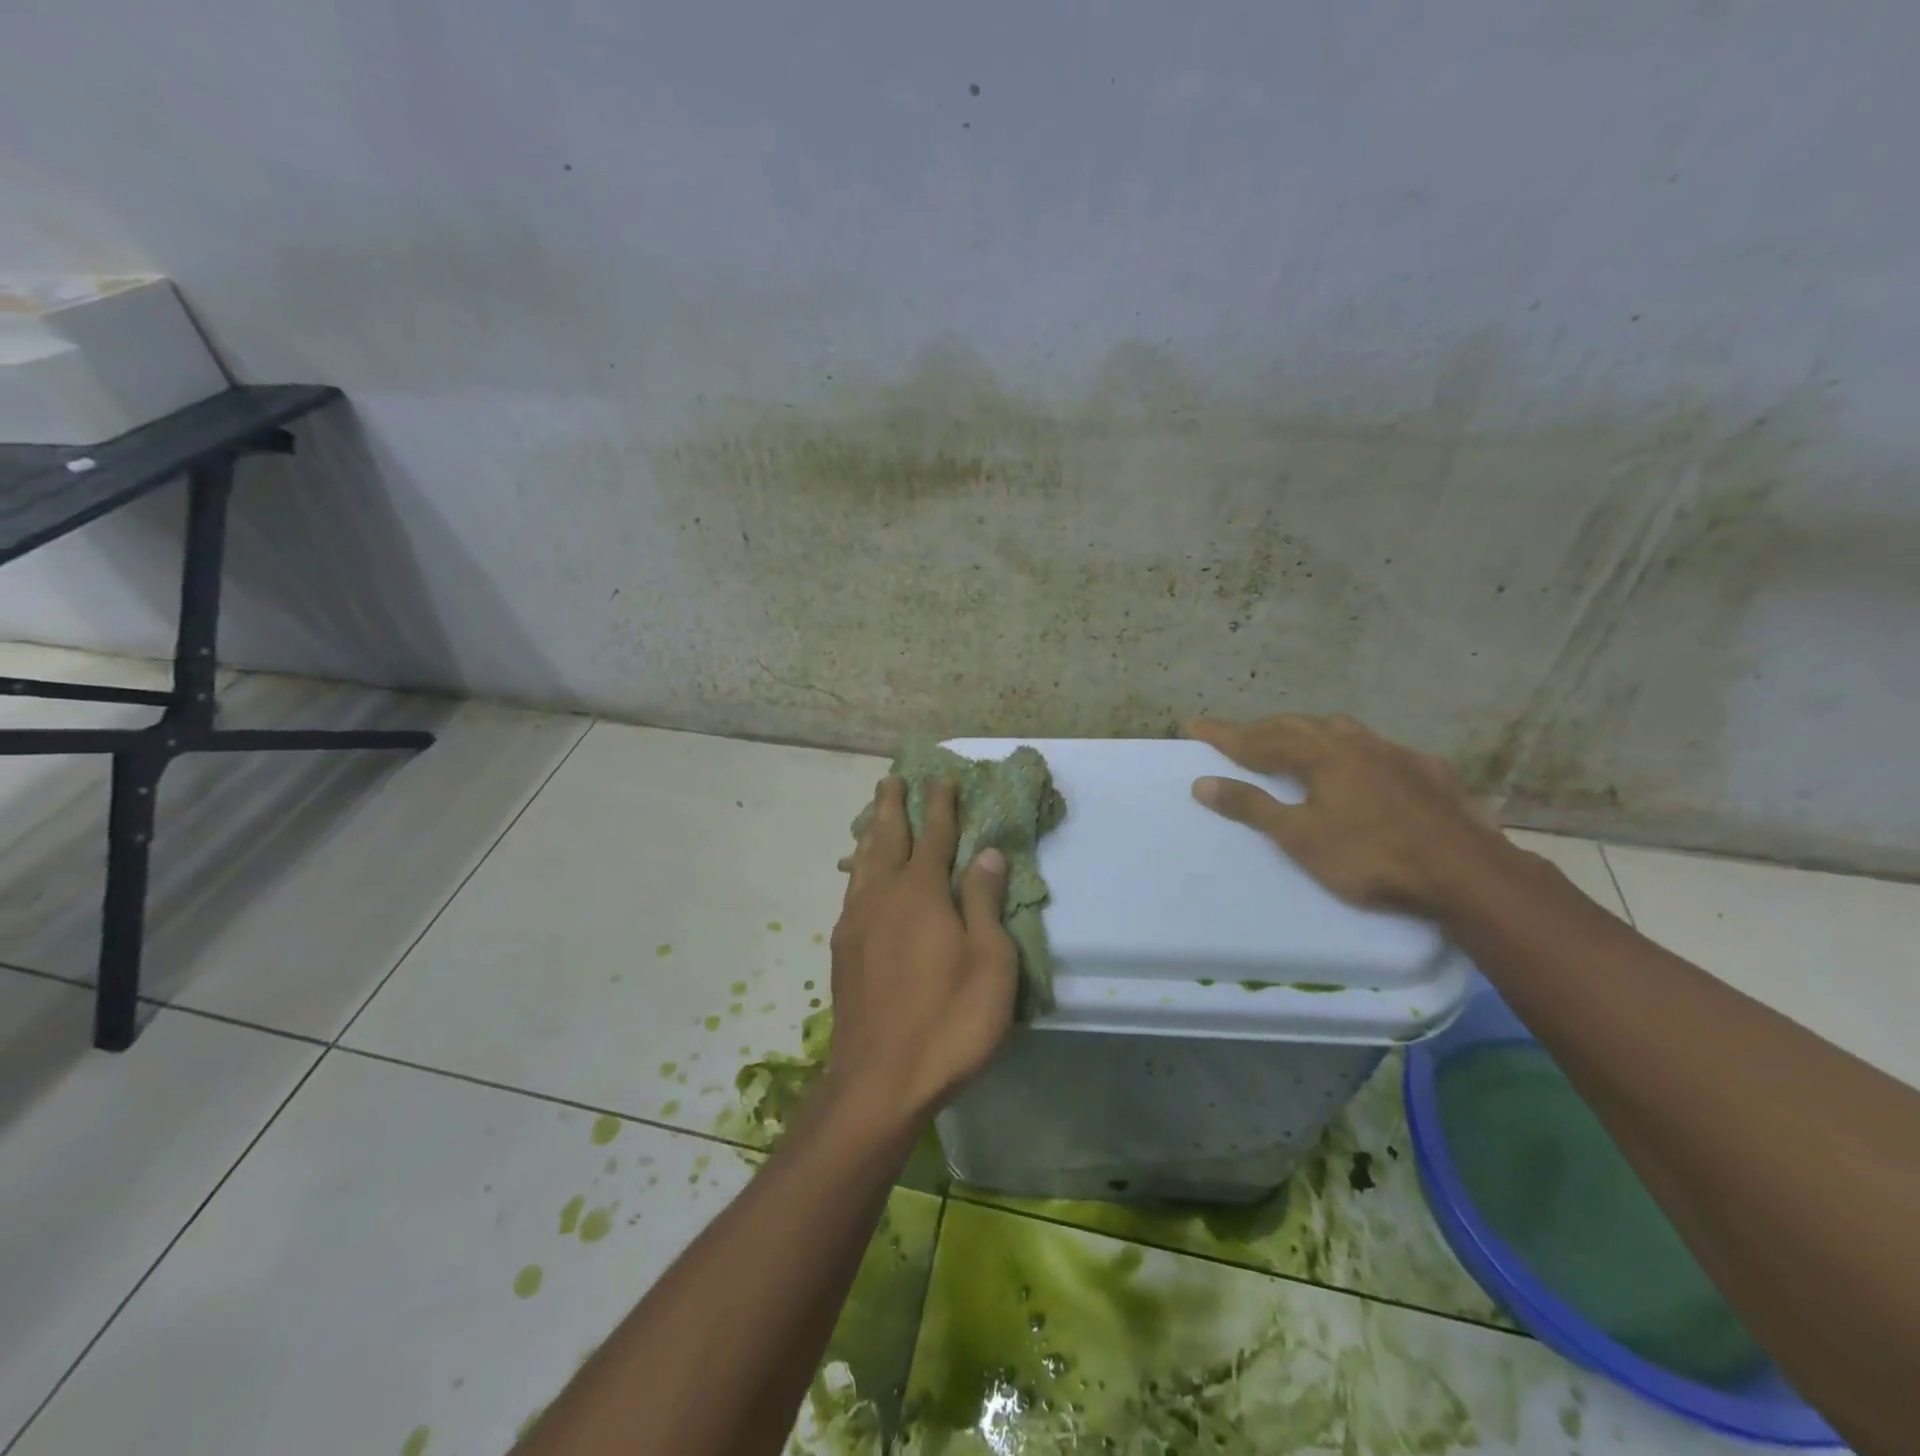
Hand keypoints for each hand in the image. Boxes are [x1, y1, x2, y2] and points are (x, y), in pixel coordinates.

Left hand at [827, 778, 1016, 1130]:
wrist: (880, 1080)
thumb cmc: (950, 1020)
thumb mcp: (990, 962)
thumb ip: (985, 902)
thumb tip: (987, 853)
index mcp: (921, 892)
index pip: (934, 835)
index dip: (941, 806)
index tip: (942, 779)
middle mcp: (883, 896)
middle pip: (887, 838)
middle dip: (893, 806)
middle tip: (892, 779)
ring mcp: (857, 923)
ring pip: (864, 863)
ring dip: (871, 833)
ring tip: (873, 815)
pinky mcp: (844, 950)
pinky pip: (852, 891)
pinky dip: (859, 869)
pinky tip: (860, 876)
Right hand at [1186, 714, 1508, 917]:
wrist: (1466, 873)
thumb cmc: (1371, 856)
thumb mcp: (1300, 837)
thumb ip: (1252, 807)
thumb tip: (1202, 782)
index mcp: (1320, 755)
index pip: (1259, 739)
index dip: (1224, 734)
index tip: (1193, 724)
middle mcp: (1354, 743)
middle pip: (1298, 727)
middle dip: (1263, 730)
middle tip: (1238, 737)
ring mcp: (1395, 754)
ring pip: (1341, 731)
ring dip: (1309, 733)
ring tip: (1295, 743)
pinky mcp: (1427, 772)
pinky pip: (1378, 749)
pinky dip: (1354, 751)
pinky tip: (1364, 766)